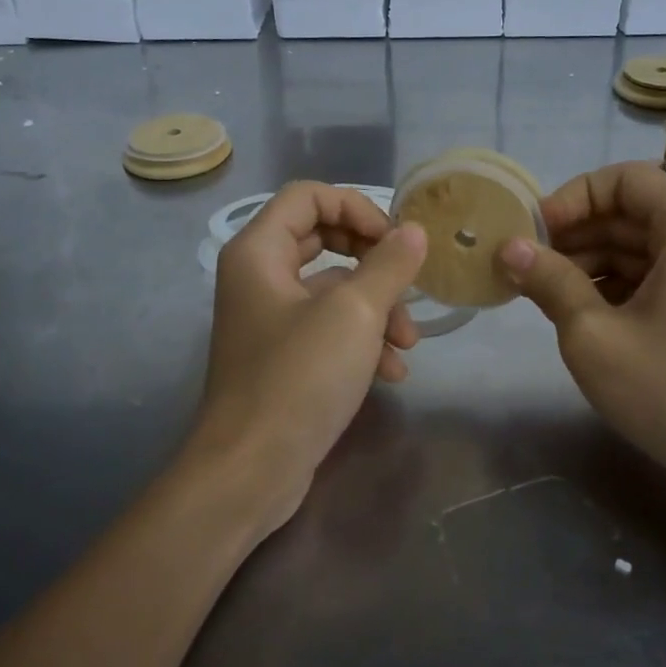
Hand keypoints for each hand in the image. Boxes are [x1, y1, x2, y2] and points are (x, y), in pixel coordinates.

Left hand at [190, 182, 426, 537]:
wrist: (251, 470)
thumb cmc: (299, 378)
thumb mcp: (355, 314)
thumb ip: (389, 265)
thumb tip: (414, 232)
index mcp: (259, 252)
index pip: (309, 196)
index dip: (356, 207)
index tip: (395, 240)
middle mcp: (259, 278)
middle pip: (324, 241)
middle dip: (374, 262)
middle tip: (408, 279)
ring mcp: (270, 321)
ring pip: (333, 292)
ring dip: (377, 310)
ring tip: (408, 343)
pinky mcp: (283, 359)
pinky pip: (328, 331)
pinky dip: (361, 342)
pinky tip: (392, 373)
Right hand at [499, 162, 665, 498]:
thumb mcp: (593, 334)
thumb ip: (549, 281)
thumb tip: (508, 248)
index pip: (623, 179)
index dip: (571, 198)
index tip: (533, 233)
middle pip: (633, 211)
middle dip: (576, 234)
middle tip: (527, 264)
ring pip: (644, 244)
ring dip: (593, 260)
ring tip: (544, 291)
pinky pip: (660, 273)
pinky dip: (619, 283)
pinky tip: (581, 311)